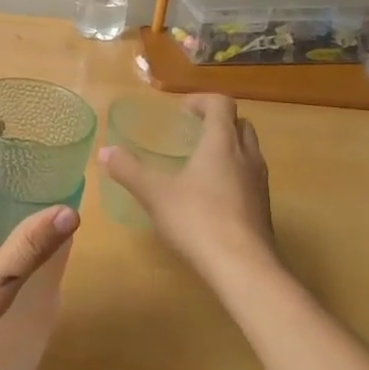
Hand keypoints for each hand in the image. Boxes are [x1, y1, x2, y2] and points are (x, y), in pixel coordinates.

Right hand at [99, 95, 276, 285]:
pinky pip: (250, 177)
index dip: (201, 101)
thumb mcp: (155, 194)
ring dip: (228, 148)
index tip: (181, 112)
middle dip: (217, 122)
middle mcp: (246, 156)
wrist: (244, 268)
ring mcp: (259, 183)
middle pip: (240, 124)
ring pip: (248, 151)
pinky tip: (210, 197)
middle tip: (191, 133)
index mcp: (222, 142)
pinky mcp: (264, 208)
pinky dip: (233, 174)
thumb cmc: (198, 220)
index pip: (221, 103)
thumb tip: (104, 151)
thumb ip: (129, 170)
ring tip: (199, 164)